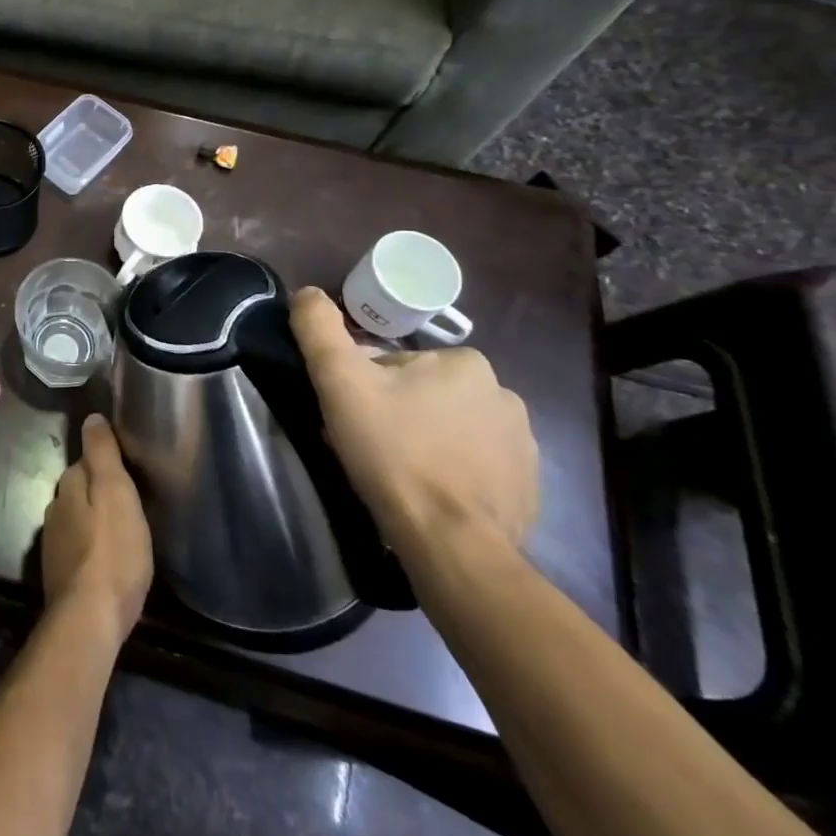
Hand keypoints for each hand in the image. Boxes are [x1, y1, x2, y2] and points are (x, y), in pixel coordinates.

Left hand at [41, 414, 153, 640]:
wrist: (89, 619)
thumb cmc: (112, 550)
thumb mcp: (115, 492)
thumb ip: (102, 454)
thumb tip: (91, 417)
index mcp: (68, 487)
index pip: (84, 462)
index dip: (104, 463)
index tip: (125, 468)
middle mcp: (55, 510)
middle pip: (79, 490)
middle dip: (98, 491)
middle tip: (129, 500)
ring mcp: (54, 544)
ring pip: (77, 519)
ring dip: (95, 520)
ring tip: (122, 528)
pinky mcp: (61, 574)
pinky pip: (79, 548)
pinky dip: (92, 546)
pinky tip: (108, 558)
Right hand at [290, 288, 539, 559]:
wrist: (451, 542)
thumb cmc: (393, 451)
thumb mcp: (340, 381)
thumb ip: (319, 329)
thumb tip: (305, 293)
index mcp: (466, 362)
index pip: (396, 366)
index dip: (365, 389)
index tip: (351, 419)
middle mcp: (505, 395)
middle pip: (425, 396)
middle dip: (396, 415)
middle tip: (368, 448)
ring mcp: (525, 446)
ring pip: (452, 431)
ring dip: (426, 444)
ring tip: (398, 477)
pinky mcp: (530, 489)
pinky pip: (479, 469)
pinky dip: (454, 476)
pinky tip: (431, 497)